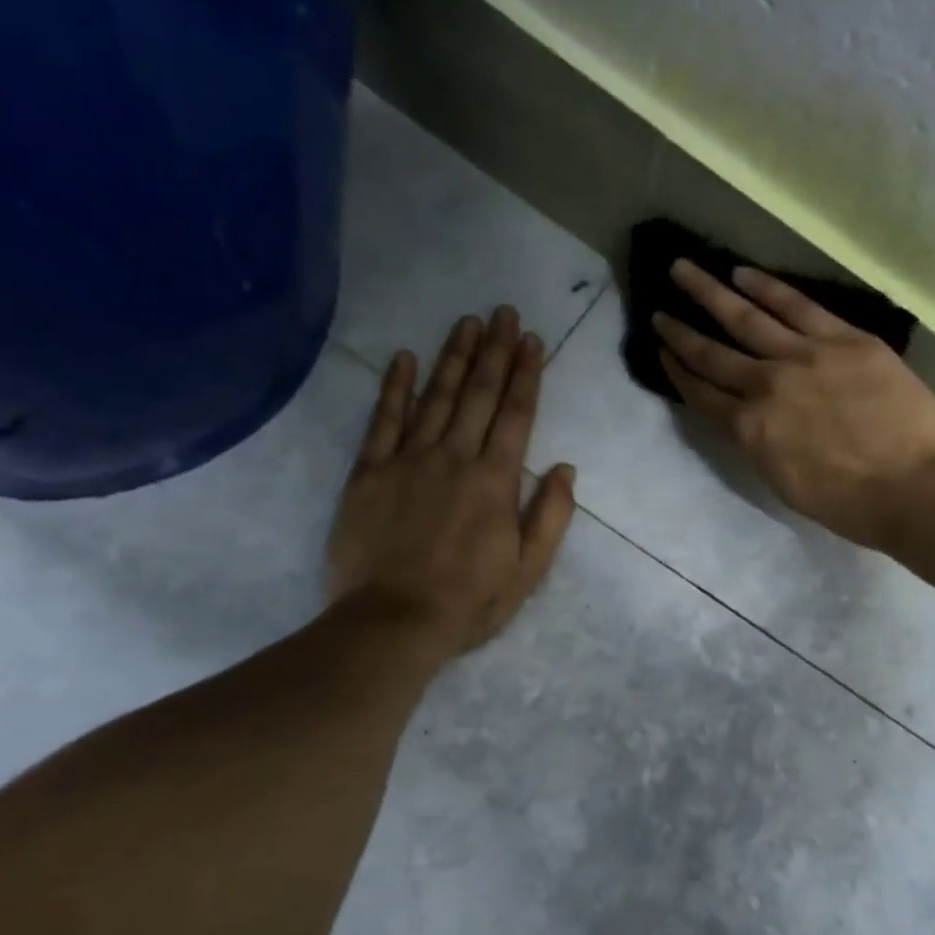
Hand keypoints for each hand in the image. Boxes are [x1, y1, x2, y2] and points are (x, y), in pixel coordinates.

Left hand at [327, 308, 576, 657]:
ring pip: (436, 397)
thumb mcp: (528, 570)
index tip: (532, 340)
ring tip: (467, 322)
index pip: (516, 415)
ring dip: (453, 357)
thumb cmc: (468, 601)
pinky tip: (403, 357)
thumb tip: (566, 468)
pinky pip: (383, 420)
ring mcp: (408, 460)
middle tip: (503, 312)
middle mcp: (454, 458)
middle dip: (494, 351)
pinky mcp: (369, 473)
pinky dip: (394, 387)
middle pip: (479, 394)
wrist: (393, 621)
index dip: (526, 375)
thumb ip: (551, 516)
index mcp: (495, 481)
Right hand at [656, 262, 934, 548]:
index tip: (660, 351)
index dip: (677, 371)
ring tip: (683, 270)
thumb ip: (757, 443)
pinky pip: (796, 305)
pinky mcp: (842, 338)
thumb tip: (746, 418)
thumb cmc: (846, 501)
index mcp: (748, 430)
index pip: (702, 394)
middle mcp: (764, 386)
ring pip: (745, 317)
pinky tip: (742, 273)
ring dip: (710, 293)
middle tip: (657, 308)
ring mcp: (802, 356)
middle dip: (680, 330)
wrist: (909, 485)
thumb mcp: (781, 481)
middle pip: (712, 352)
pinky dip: (766, 287)